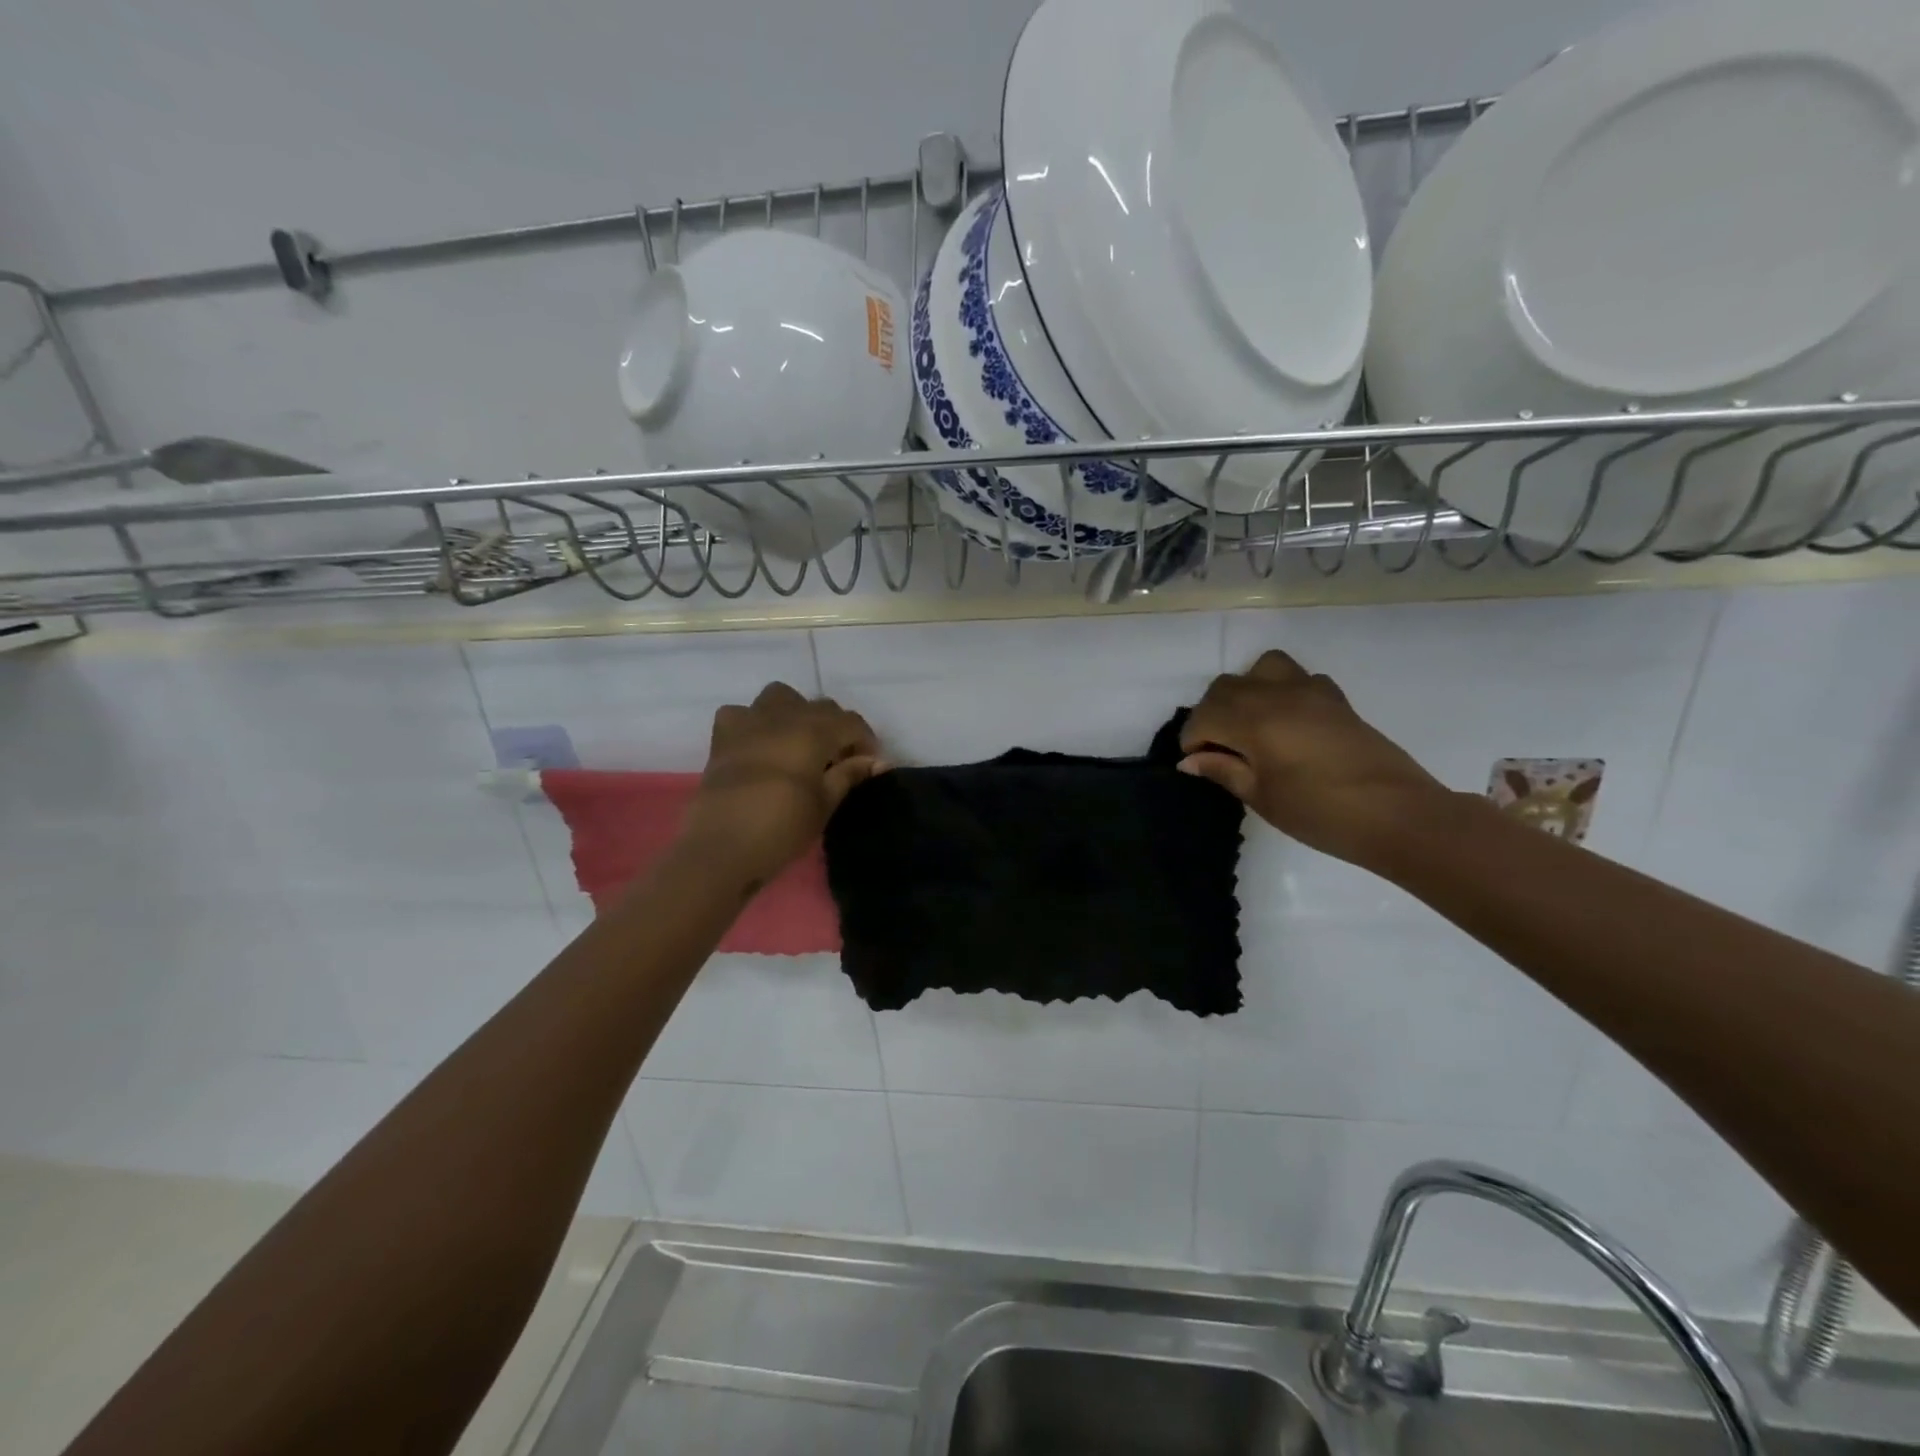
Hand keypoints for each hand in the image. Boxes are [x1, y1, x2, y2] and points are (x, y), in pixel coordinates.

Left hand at [683, 682, 885, 884]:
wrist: (722, 846)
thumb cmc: (782, 827)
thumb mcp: (824, 804)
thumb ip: (850, 774)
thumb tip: (877, 761)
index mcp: (815, 731)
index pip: (851, 722)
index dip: (865, 741)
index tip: (869, 764)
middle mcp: (784, 715)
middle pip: (821, 707)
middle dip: (835, 728)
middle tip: (838, 760)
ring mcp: (749, 721)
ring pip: (781, 697)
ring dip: (796, 713)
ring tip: (799, 743)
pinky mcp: (723, 735)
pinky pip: (743, 712)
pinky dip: (754, 722)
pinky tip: (758, 745)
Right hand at [1179, 650, 1447, 866]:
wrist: (1397, 814)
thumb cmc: (1320, 812)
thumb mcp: (1261, 797)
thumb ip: (1223, 770)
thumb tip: (1191, 760)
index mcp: (1252, 720)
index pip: (1203, 717)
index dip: (1193, 741)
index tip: (1200, 765)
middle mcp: (1275, 694)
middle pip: (1225, 687)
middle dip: (1212, 714)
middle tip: (1219, 750)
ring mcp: (1309, 691)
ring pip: (1261, 669)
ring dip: (1246, 692)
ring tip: (1250, 725)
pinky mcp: (1335, 699)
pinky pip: (1297, 678)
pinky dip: (1281, 691)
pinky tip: (1288, 724)